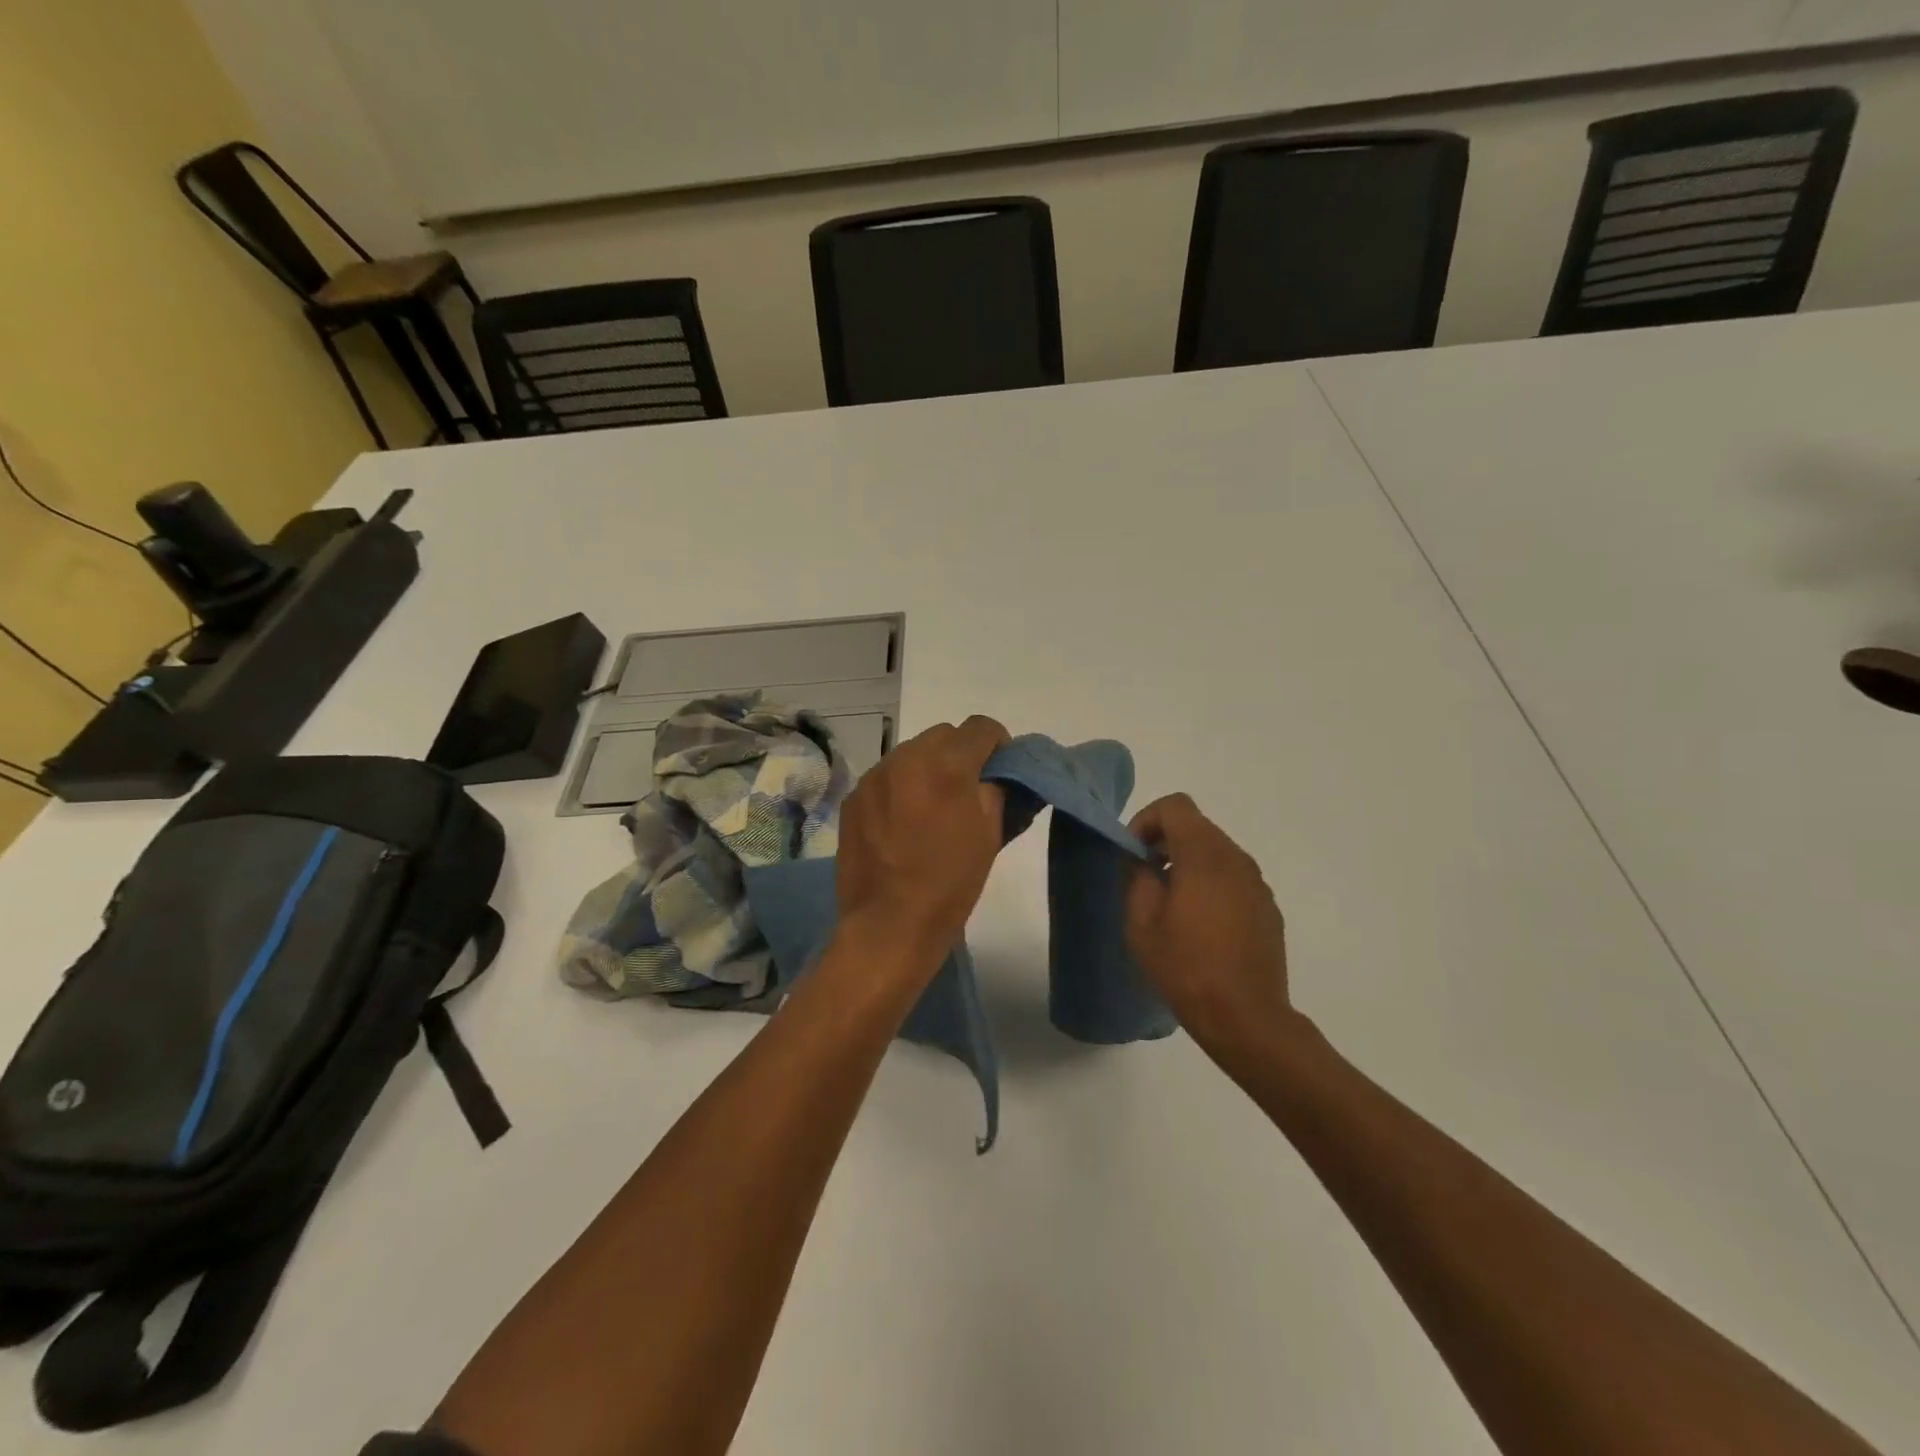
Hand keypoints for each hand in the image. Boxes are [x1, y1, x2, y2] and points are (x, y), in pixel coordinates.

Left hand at [835, 716, 1010, 969]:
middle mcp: (907, 758)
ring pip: (911, 752)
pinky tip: (902, 822)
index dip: (997, 743)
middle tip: (967, 788)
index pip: (980, 727)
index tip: (1000, 766)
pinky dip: (901, 787)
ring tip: (931, 807)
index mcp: (947, 766)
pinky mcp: (854, 797)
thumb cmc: (949, 884)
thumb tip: (990, 775)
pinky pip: (886, 777)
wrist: (888, 924)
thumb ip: (993, 791)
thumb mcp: (989, 836)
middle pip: (943, 735)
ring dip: (928, 767)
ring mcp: (875, 777)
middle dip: (960, 753)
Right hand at [1125, 794, 1293, 1049]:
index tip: (1133, 852)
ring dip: (1188, 862)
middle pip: (1197, 826)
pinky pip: (1233, 878)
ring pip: (1216, 851)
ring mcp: (1257, 883)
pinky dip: (1211, 883)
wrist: (1247, 1018)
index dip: (1147, 819)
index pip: (1176, 806)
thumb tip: (1141, 860)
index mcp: (1204, 856)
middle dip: (1165, 841)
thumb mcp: (1142, 923)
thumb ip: (1137, 878)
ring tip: (1170, 902)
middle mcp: (1236, 859)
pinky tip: (1200, 924)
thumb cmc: (1186, 968)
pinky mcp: (1268, 907)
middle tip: (1144, 876)